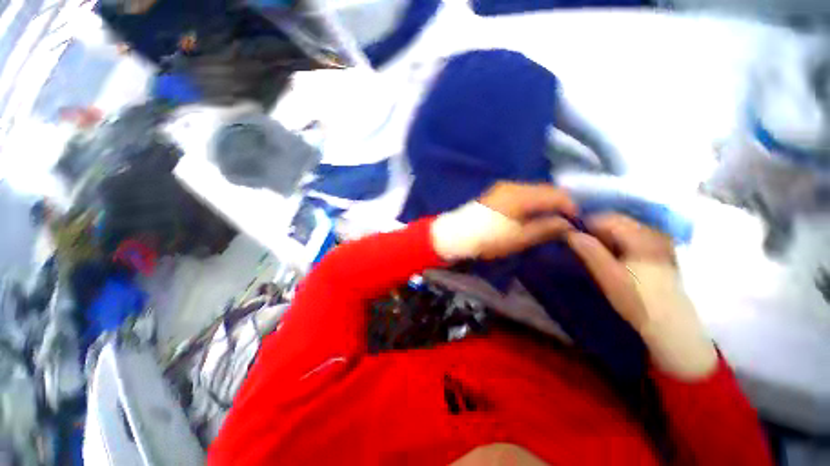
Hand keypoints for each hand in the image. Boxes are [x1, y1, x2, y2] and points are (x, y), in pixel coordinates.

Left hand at [477, 182, 576, 258]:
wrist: (455, 235)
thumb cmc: (488, 238)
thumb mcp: (519, 238)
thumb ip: (545, 229)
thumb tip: (567, 224)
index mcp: (522, 194)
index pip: (556, 194)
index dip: (571, 206)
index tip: (577, 222)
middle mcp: (513, 185)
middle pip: (545, 189)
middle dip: (558, 203)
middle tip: (565, 221)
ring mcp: (502, 188)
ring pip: (532, 191)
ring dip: (544, 202)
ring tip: (549, 219)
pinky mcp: (495, 193)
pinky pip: (521, 193)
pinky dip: (531, 202)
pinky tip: (531, 214)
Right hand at [566, 214, 717, 378]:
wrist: (671, 325)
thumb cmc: (637, 301)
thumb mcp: (609, 277)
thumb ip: (590, 252)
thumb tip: (570, 233)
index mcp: (641, 238)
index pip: (608, 218)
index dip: (586, 223)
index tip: (571, 234)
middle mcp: (653, 234)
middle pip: (617, 221)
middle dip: (595, 229)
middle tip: (579, 243)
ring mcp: (659, 243)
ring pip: (624, 229)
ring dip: (606, 235)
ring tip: (593, 250)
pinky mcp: (660, 252)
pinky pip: (633, 237)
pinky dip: (618, 241)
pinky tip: (612, 255)